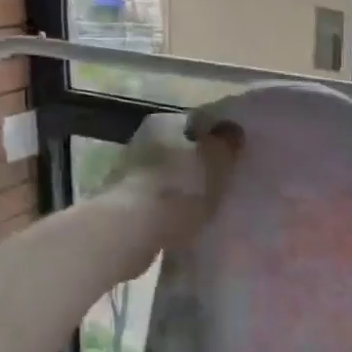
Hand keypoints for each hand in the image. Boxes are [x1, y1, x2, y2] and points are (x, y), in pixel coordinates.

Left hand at [102, 110, 241, 275]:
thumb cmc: (181, 187)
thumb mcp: (217, 161)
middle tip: (220, 184)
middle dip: (196, 165)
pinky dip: (167, 210)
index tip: (230, 159)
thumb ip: (226, 143)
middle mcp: (141, 140)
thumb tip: (232, 131)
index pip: (195, 124)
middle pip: (178, 150)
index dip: (215, 140)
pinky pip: (153, 203)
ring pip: (164, 177)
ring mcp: (126, 173)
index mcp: (164, 121)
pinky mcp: (119, 205)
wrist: (132, 230)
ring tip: (204, 208)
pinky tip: (182, 224)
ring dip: (180, 189)